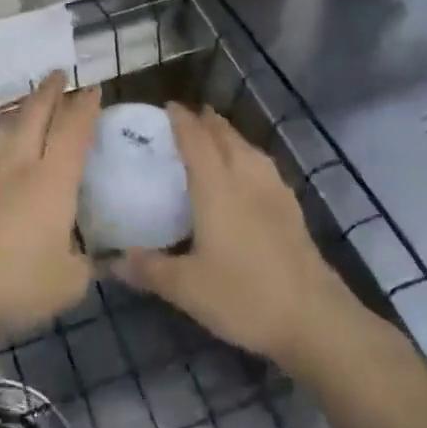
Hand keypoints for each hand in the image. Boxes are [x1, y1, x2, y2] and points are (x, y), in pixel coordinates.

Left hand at [0, 74, 98, 351]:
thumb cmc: (16, 286)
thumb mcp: (69, 284)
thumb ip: (86, 263)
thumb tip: (96, 258)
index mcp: (52, 180)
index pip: (74, 130)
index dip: (85, 106)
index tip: (92, 89)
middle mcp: (16, 163)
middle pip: (34, 113)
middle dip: (49, 91)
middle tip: (58, 74)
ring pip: (3, 129)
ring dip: (18, 114)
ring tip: (25, 110)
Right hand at [118, 105, 368, 378]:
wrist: (315, 320)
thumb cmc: (244, 296)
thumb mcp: (187, 289)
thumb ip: (148, 270)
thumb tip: (111, 261)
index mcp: (216, 187)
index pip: (195, 139)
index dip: (181, 119)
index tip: (167, 107)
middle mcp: (245, 178)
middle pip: (225, 136)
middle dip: (205, 121)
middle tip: (186, 118)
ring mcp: (274, 192)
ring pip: (248, 148)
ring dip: (229, 135)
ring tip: (216, 136)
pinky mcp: (292, 209)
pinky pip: (265, 166)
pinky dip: (249, 156)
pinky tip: (249, 173)